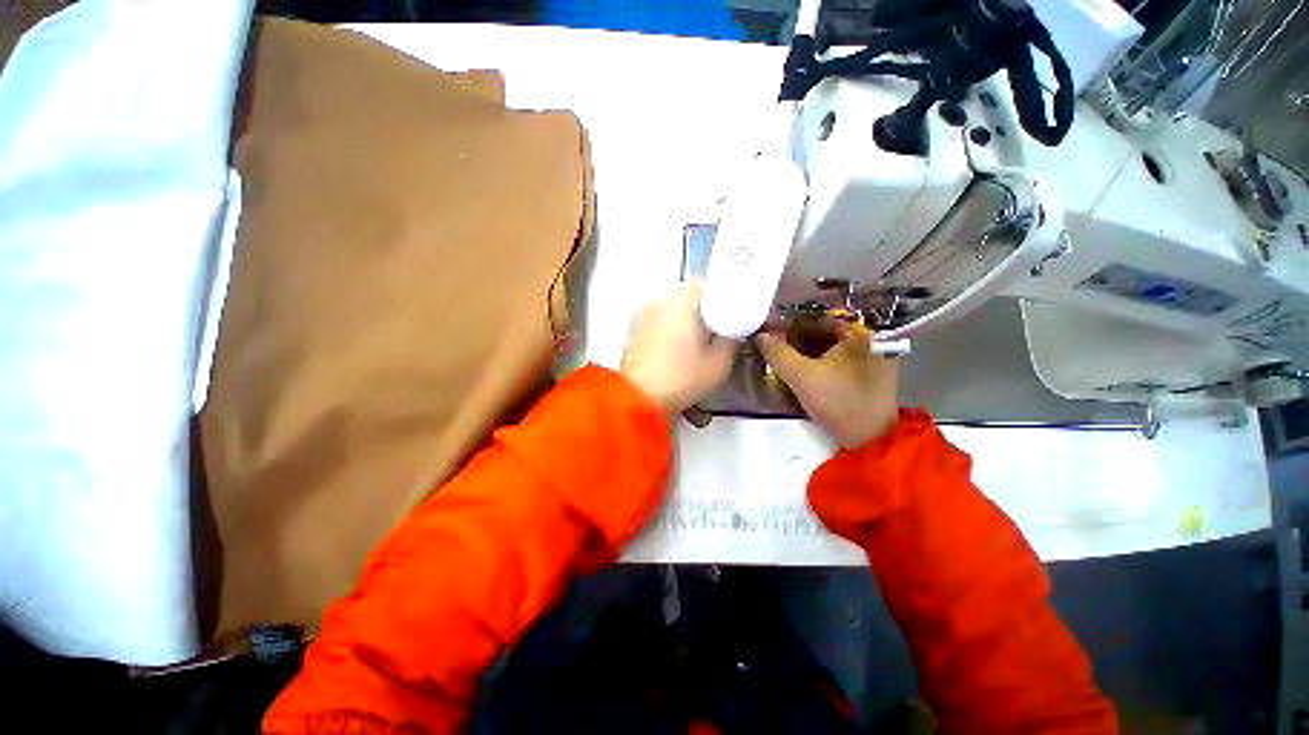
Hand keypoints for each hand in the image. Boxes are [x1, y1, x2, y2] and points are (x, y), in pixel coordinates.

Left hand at [620, 280, 736, 415]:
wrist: (638, 398)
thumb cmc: (682, 378)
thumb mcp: (720, 362)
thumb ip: (733, 339)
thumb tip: (734, 330)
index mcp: (684, 298)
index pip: (712, 284)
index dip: (728, 298)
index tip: (736, 315)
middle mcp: (662, 297)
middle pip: (692, 294)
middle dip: (709, 308)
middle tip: (721, 329)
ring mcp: (645, 311)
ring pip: (675, 305)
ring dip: (689, 316)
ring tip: (700, 340)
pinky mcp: (635, 326)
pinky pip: (661, 316)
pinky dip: (673, 325)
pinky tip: (679, 347)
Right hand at [756, 321, 899, 447]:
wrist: (870, 440)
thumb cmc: (837, 401)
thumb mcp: (801, 376)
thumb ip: (778, 353)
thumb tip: (760, 336)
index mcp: (860, 333)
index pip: (819, 318)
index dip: (793, 323)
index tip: (772, 331)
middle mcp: (871, 339)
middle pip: (827, 331)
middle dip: (799, 337)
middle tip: (775, 344)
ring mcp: (873, 357)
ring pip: (833, 346)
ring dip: (808, 349)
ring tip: (784, 356)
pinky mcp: (870, 374)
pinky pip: (840, 359)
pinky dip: (821, 361)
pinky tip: (803, 368)